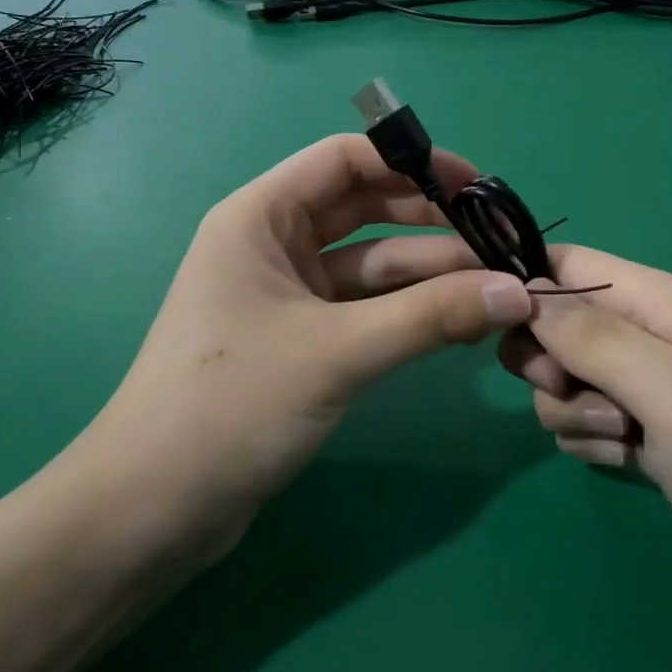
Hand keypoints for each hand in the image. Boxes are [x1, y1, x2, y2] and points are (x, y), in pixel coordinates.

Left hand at [81, 135, 531, 551]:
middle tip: (498, 242)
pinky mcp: (299, 341)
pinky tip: (458, 323)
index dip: (412, 164)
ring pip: (369, 266)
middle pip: (364, 211)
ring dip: (428, 275)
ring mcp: (286, 295)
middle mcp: (273, 245)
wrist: (153, 509)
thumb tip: (518, 291)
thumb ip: (429, 317)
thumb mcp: (337, 352)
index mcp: (260, 217)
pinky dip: (408, 313)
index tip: (477, 188)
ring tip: (497, 289)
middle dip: (430, 224)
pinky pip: (364, 309)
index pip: (344, 161)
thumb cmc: (231, 405)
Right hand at [500, 247, 671, 615]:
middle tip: (580, 393)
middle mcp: (652, 337)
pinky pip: (588, 422)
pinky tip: (631, 465)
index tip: (500, 328)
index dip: (524, 285)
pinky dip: (593, 441)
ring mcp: (653, 390)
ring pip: (566, 379)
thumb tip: (521, 290)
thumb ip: (592, 337)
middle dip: (548, 360)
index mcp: (660, 303)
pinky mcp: (653, 438)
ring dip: (573, 410)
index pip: (566, 262)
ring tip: (626, 441)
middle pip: (557, 323)